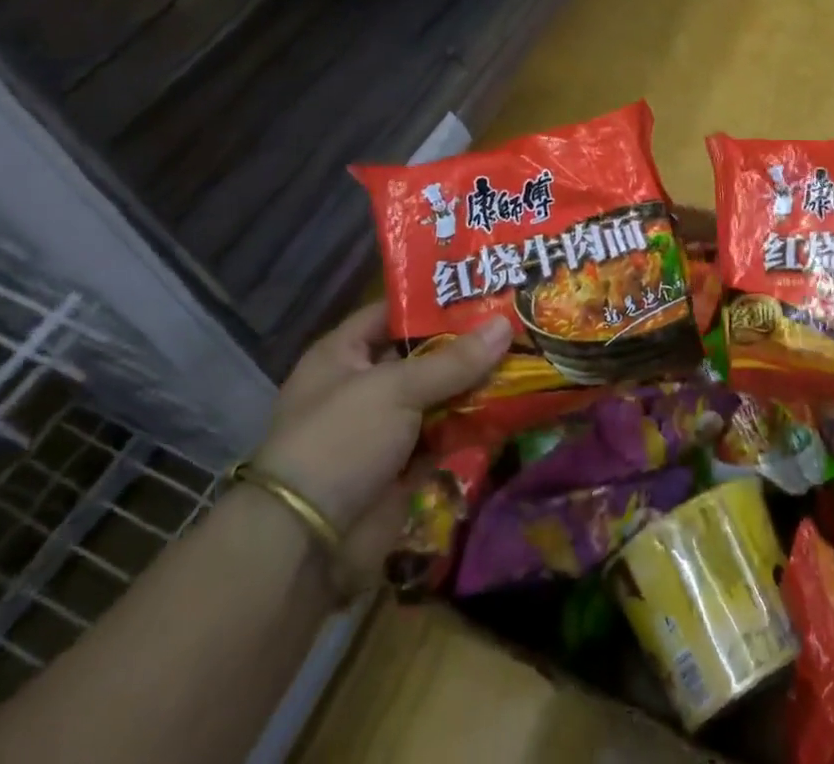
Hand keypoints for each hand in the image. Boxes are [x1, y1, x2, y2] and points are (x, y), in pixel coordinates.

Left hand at [253, 303, 511, 580]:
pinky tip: (514, 407)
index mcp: (343, 355)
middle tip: (516, 321)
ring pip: (438, 398)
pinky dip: (474, 427)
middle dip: (465, 345)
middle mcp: (363, 387)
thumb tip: (507, 325)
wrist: (307, 545)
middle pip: (422, 356)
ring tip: (526, 358)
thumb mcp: (396, 388)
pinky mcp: (402, 468)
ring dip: (476, 386)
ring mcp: (383, 430)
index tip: (479, 288)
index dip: (431, 301)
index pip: (391, 313)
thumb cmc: (341, 440)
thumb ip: (454, 360)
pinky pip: (446, 437)